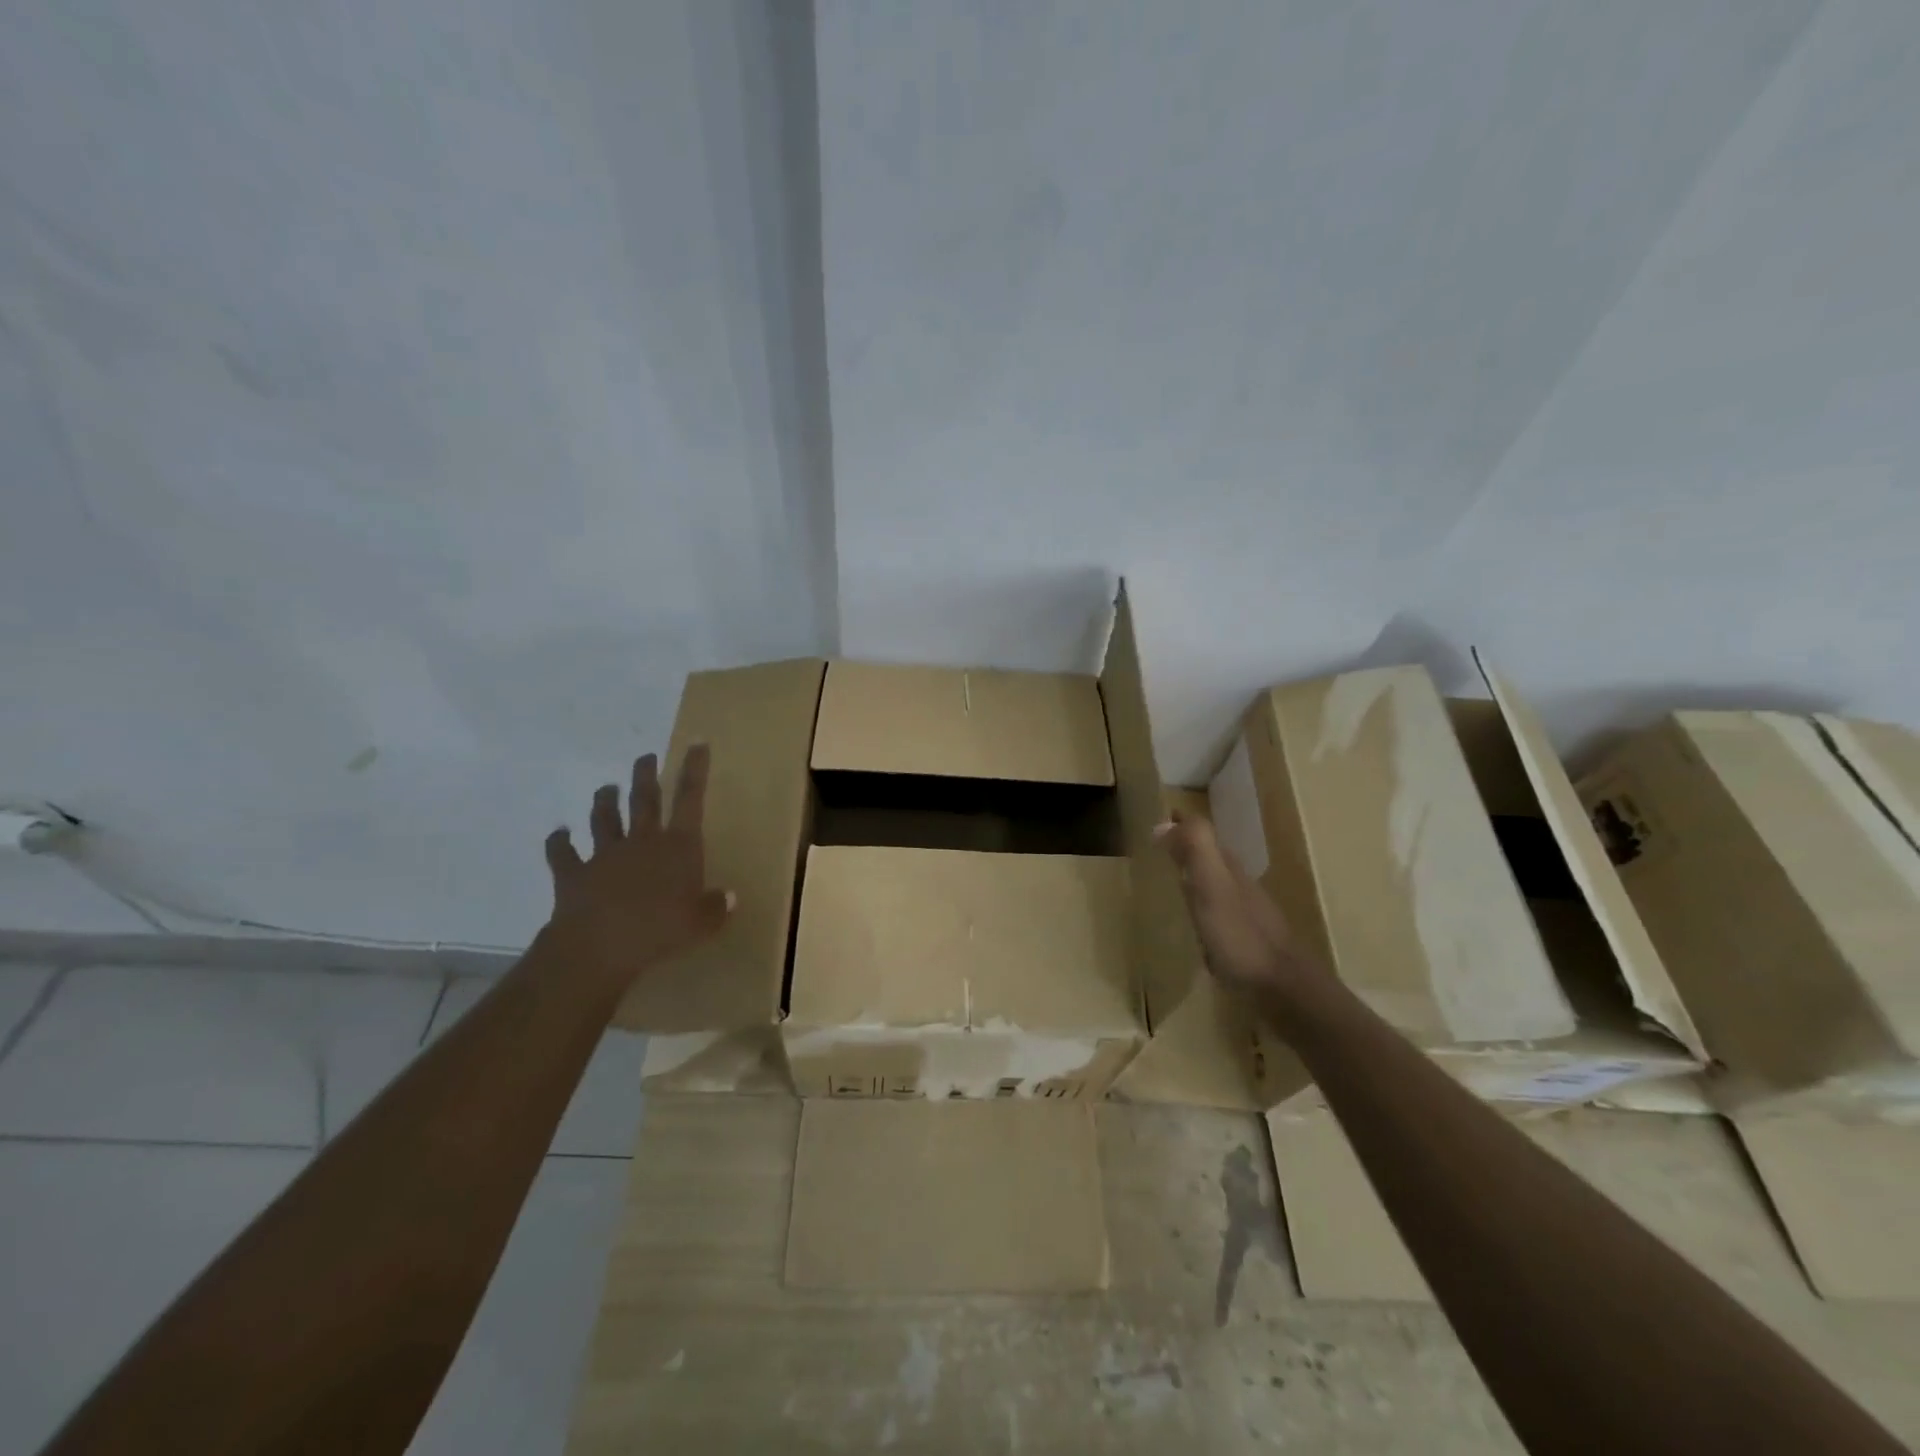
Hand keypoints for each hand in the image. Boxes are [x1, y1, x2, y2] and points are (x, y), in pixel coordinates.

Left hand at [543, 745, 731, 988]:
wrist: (599, 946)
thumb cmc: (661, 931)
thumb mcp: (701, 923)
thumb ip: (716, 907)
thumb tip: (729, 897)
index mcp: (678, 846)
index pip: (690, 799)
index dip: (694, 769)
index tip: (696, 743)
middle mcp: (642, 841)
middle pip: (645, 800)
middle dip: (647, 775)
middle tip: (645, 757)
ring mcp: (605, 854)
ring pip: (604, 818)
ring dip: (605, 801)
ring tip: (607, 787)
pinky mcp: (574, 873)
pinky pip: (563, 852)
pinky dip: (559, 841)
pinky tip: (558, 833)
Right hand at [1156, 811, 1312, 996]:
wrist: (1282, 987)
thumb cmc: (1240, 935)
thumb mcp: (1212, 885)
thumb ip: (1195, 849)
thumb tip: (1164, 821)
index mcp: (1228, 868)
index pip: (1202, 834)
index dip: (1182, 825)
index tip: (1159, 818)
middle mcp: (1239, 883)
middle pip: (1210, 855)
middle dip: (1187, 846)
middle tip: (1160, 847)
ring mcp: (1246, 911)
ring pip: (1215, 882)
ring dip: (1195, 874)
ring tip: (1171, 879)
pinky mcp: (1246, 938)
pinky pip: (1218, 909)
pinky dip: (1202, 904)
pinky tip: (1194, 920)